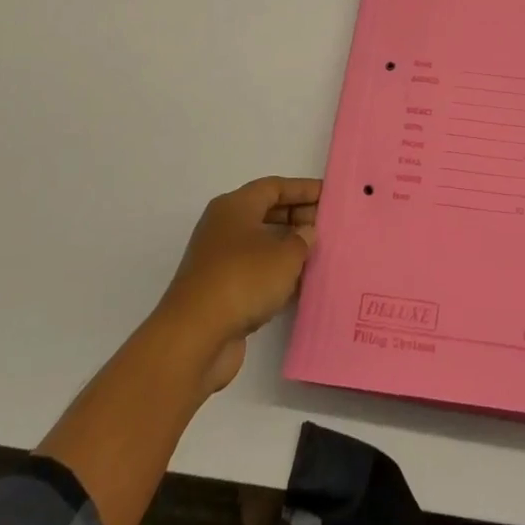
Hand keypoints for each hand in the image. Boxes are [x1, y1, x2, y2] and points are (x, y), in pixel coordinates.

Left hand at [152, 176, 318, 395]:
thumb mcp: (285, 255)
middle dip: (298, 218)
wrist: (194, 338)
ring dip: (289, 249)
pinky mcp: (220, 291)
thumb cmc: (242, 280)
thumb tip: (306, 232)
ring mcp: (219, 261)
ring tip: (321, 255)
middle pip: (267, 213)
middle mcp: (224, 227)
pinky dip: (277, 275)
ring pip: (261, 245)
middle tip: (328, 227)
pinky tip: (300, 286)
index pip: (274, 187)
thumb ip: (302, 239)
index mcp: (234, 207)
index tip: (330, 195)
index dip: (303, 189)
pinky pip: (255, 273)